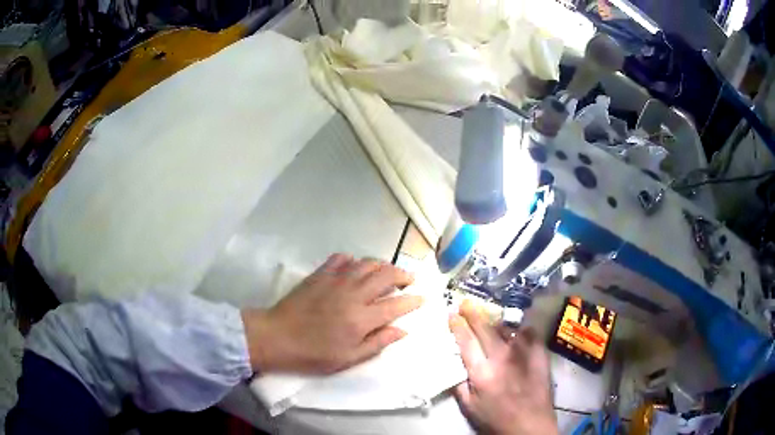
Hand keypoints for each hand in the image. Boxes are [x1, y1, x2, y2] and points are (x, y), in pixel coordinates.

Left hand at [242, 254, 422, 373]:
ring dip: (382, 265)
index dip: (413, 300)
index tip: (421, 298)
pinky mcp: (320, 274)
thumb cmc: (313, 354)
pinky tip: (355, 267)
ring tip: (388, 272)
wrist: (277, 336)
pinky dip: (354, 260)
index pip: (396, 304)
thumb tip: (402, 330)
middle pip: (386, 275)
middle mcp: (353, 294)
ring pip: (367, 263)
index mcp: (362, 319)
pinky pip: (342, 258)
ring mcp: (336, 280)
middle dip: (403, 275)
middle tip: (410, 280)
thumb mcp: (348, 359)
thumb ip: (377, 343)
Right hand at [449, 301, 557, 434]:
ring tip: (488, 318)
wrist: (531, 425)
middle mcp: (502, 357)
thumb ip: (459, 384)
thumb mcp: (469, 407)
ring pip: (506, 328)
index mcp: (481, 372)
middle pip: (485, 328)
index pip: (466, 341)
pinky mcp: (539, 353)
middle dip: (473, 313)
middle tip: (465, 303)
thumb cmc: (496, 419)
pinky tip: (516, 332)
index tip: (451, 314)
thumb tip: (454, 364)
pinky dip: (519, 330)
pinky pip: (528, 333)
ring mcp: (523, 353)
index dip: (457, 325)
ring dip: (494, 321)